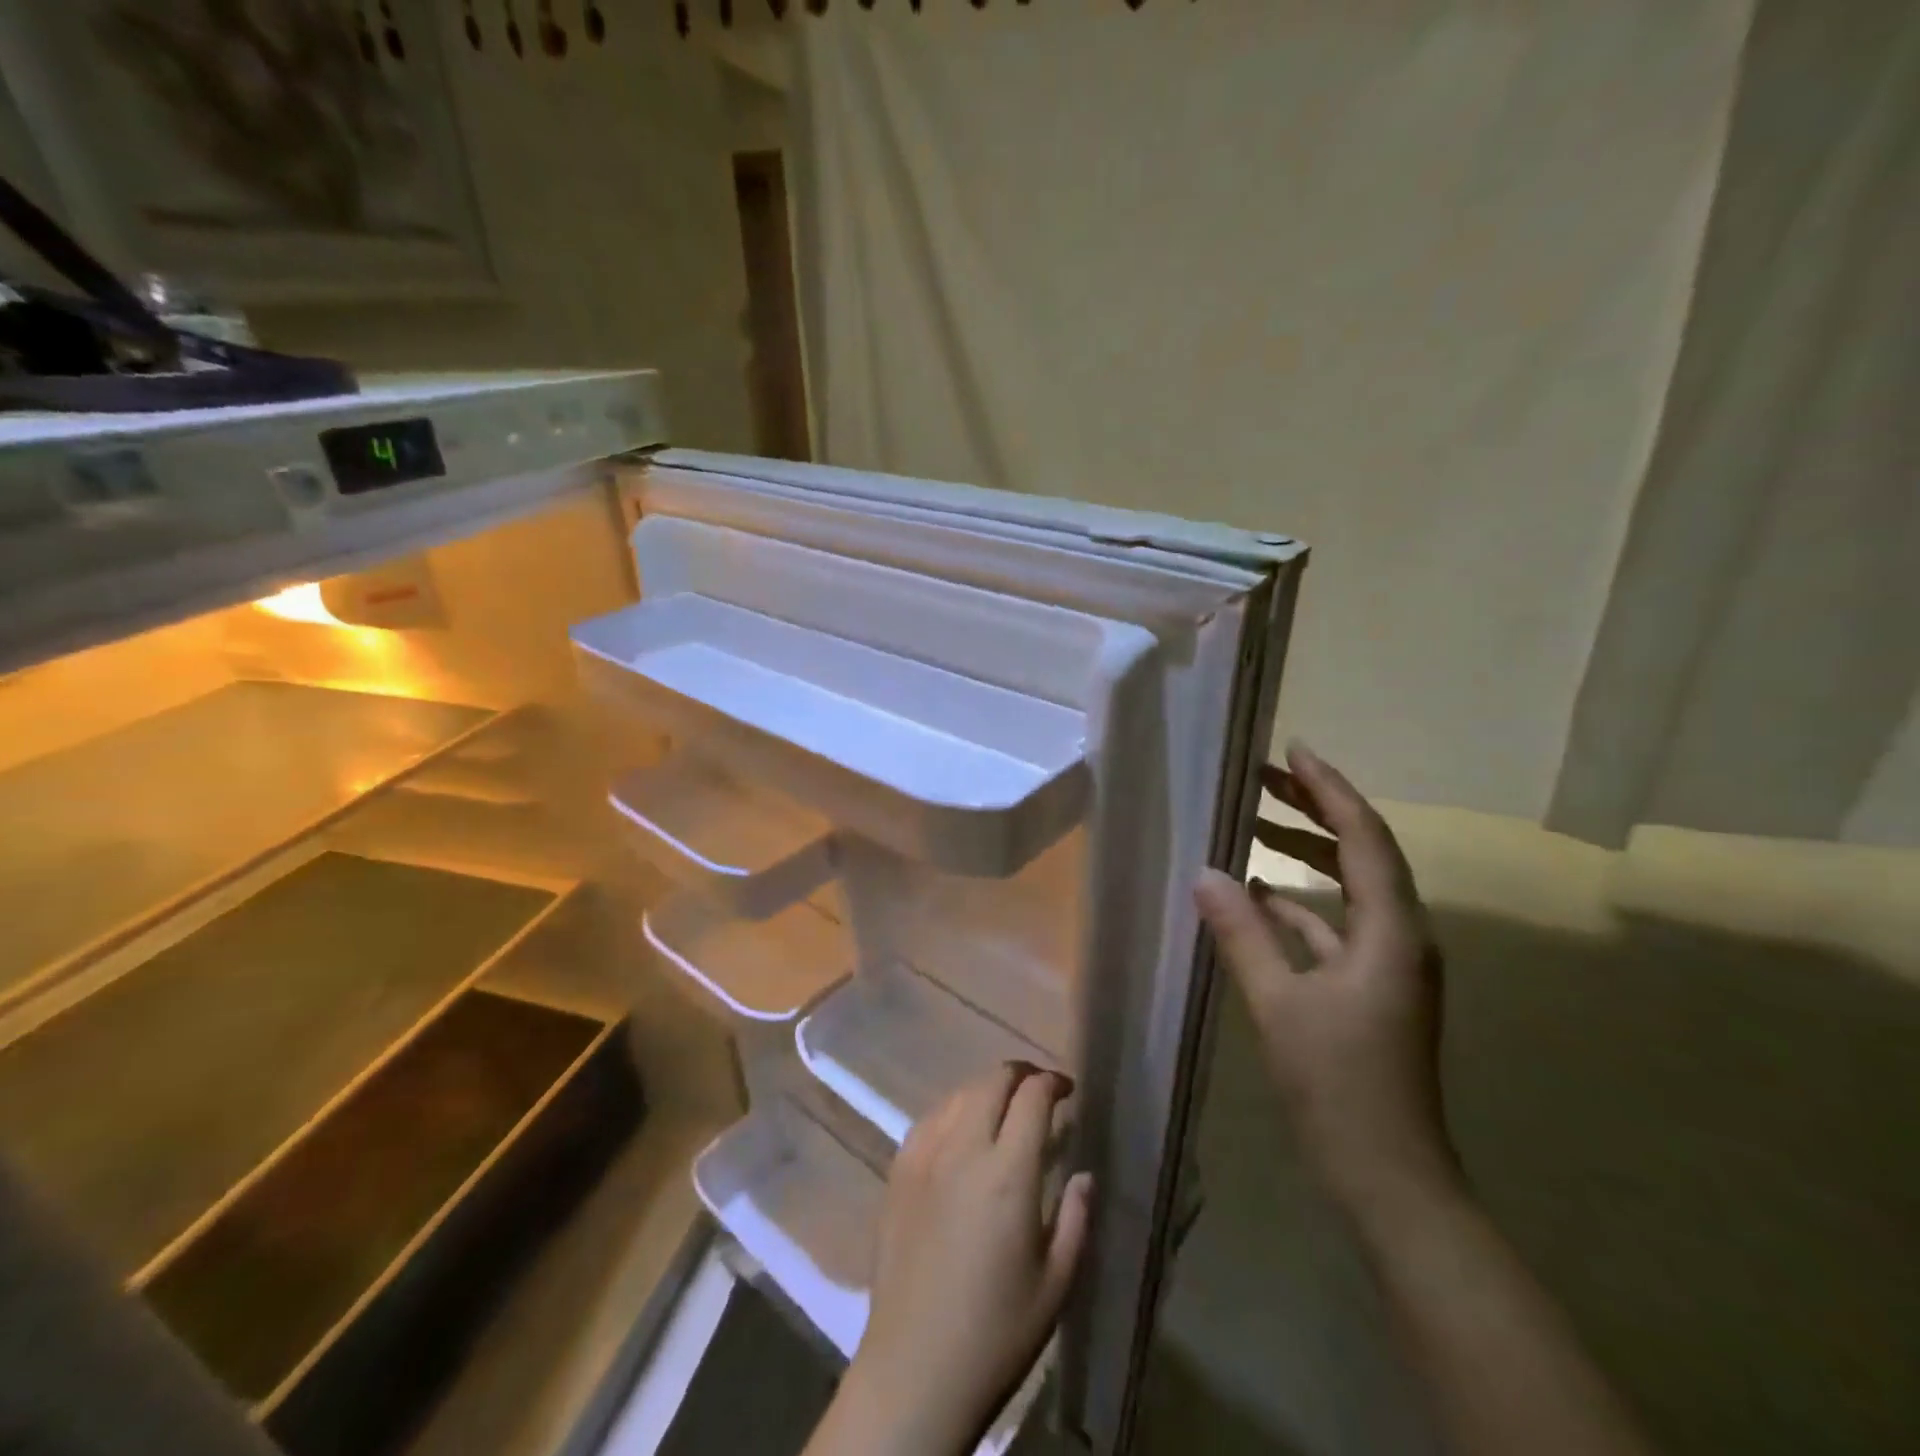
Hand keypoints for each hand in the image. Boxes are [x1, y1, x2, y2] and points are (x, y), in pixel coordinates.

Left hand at [821, 1064, 1091, 1455]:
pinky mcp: (898, 1169)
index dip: (1053, 1082)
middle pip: (993, 1081)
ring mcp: (924, 1155)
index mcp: (1007, 1173)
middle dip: (1021, 1075)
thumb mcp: (1056, 1283)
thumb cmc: (996, 1333)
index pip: (1032, 1097)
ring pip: (959, 1092)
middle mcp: (963, 1148)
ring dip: (987, 1089)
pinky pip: (930, 1117)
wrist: (914, 1369)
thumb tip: (1084, 1173)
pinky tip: (962, 1130)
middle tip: (1040, 1092)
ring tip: (1004, 1108)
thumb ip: (1076, 1217)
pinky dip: (954, 1109)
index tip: (1068, 1091)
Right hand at [1195, 741, 1461, 1218]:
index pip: (1363, 836)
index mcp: (1391, 931)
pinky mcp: (1371, 989)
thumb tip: (1205, 873)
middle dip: (1313, 810)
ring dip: (1305, 854)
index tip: (1293, 750)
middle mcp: (1401, 936)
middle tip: (1261, 779)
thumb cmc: (1338, 1085)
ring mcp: (1388, 964)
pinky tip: (1259, 897)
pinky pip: (1336, 926)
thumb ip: (1242, 933)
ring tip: (1254, 826)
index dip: (1329, 788)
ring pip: (1348, 888)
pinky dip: (1300, 903)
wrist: (1390, 1178)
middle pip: (1361, 852)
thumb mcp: (1279, 1003)